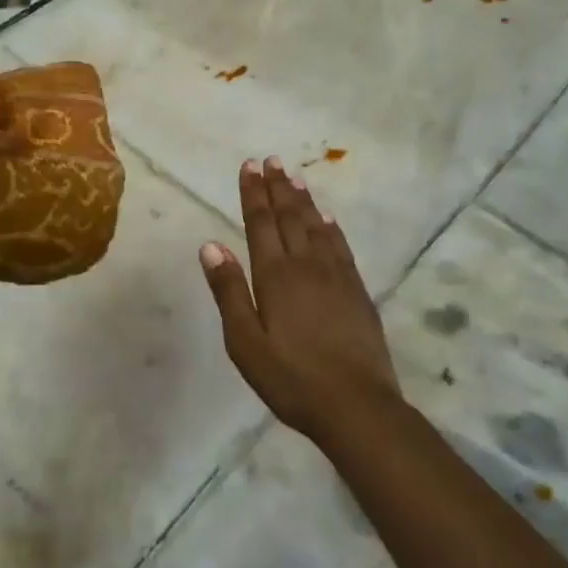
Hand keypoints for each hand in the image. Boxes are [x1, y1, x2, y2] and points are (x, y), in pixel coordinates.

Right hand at [200, 157, 401, 445]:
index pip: (260, 223)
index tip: (250, 166)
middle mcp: (306, 265)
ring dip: (304, 200)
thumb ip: (228, 291)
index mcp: (275, 276)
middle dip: (278, 187)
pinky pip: (341, 247)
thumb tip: (210, 245)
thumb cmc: (292, 378)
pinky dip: (332, 227)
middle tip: (272, 160)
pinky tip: (328, 218)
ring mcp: (336, 276)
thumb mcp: (246, 342)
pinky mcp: (357, 291)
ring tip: (296, 176)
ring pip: (316, 226)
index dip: (253, 193)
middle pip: (289, 217)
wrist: (357, 406)